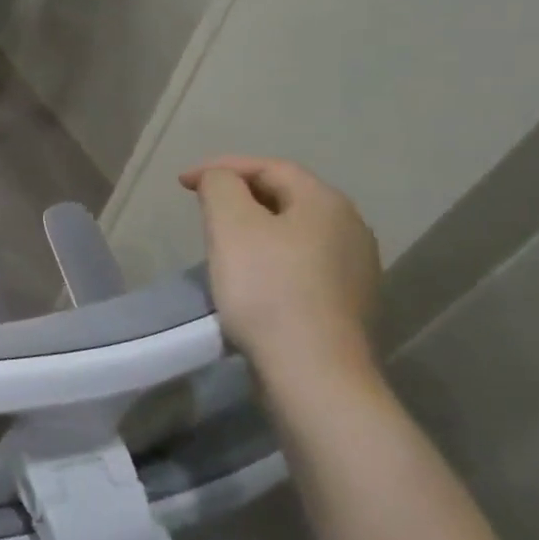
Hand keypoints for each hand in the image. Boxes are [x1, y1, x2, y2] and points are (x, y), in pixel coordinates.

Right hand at [179, 157, 381, 379]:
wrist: (313, 372)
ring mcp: (356, 270)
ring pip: (295, 233)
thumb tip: (220, 180)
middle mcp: (351, 229)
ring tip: (222, 242)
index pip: (270, 167)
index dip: (222, 167)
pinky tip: (252, 279)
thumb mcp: (230, 225)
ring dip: (257, 229)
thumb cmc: (267, 289)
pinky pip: (302, 265)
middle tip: (203, 208)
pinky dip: (271, 259)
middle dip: (241, 195)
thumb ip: (220, 187)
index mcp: (326, 203)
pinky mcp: (348, 305)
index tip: (182, 182)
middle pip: (287, 197)